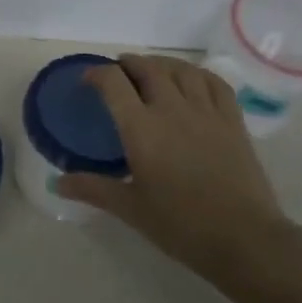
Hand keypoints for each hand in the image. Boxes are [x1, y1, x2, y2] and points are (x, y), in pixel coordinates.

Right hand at [56, 54, 301, 302]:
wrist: (244, 239)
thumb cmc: (180, 225)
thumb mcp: (130, 208)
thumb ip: (93, 188)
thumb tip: (57, 182)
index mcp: (141, 128)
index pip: (114, 82)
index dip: (97, 73)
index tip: (88, 80)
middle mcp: (172, 109)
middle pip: (148, 67)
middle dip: (128, 63)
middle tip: (117, 72)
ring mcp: (206, 112)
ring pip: (182, 69)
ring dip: (161, 63)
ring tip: (151, 70)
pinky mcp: (233, 121)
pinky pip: (215, 83)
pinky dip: (198, 74)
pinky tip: (192, 80)